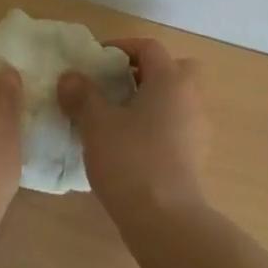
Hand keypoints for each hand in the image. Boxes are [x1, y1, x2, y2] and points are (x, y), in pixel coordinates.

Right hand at [58, 38, 209, 226]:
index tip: (95, 61)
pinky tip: (130, 144)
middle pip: (173, 70)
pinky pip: (176, 125)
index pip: (149, 48)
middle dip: (145, 72)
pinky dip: (157, 125)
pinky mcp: (195, 156)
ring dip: (150, 100)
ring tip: (118, 116)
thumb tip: (70, 77)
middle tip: (116, 85)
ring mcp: (198, 129)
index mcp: (170, 81)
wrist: (165, 220)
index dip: (121, 47)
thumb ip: (82, 96)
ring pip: (176, 100)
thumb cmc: (131, 161)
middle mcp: (190, 98)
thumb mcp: (97, 125)